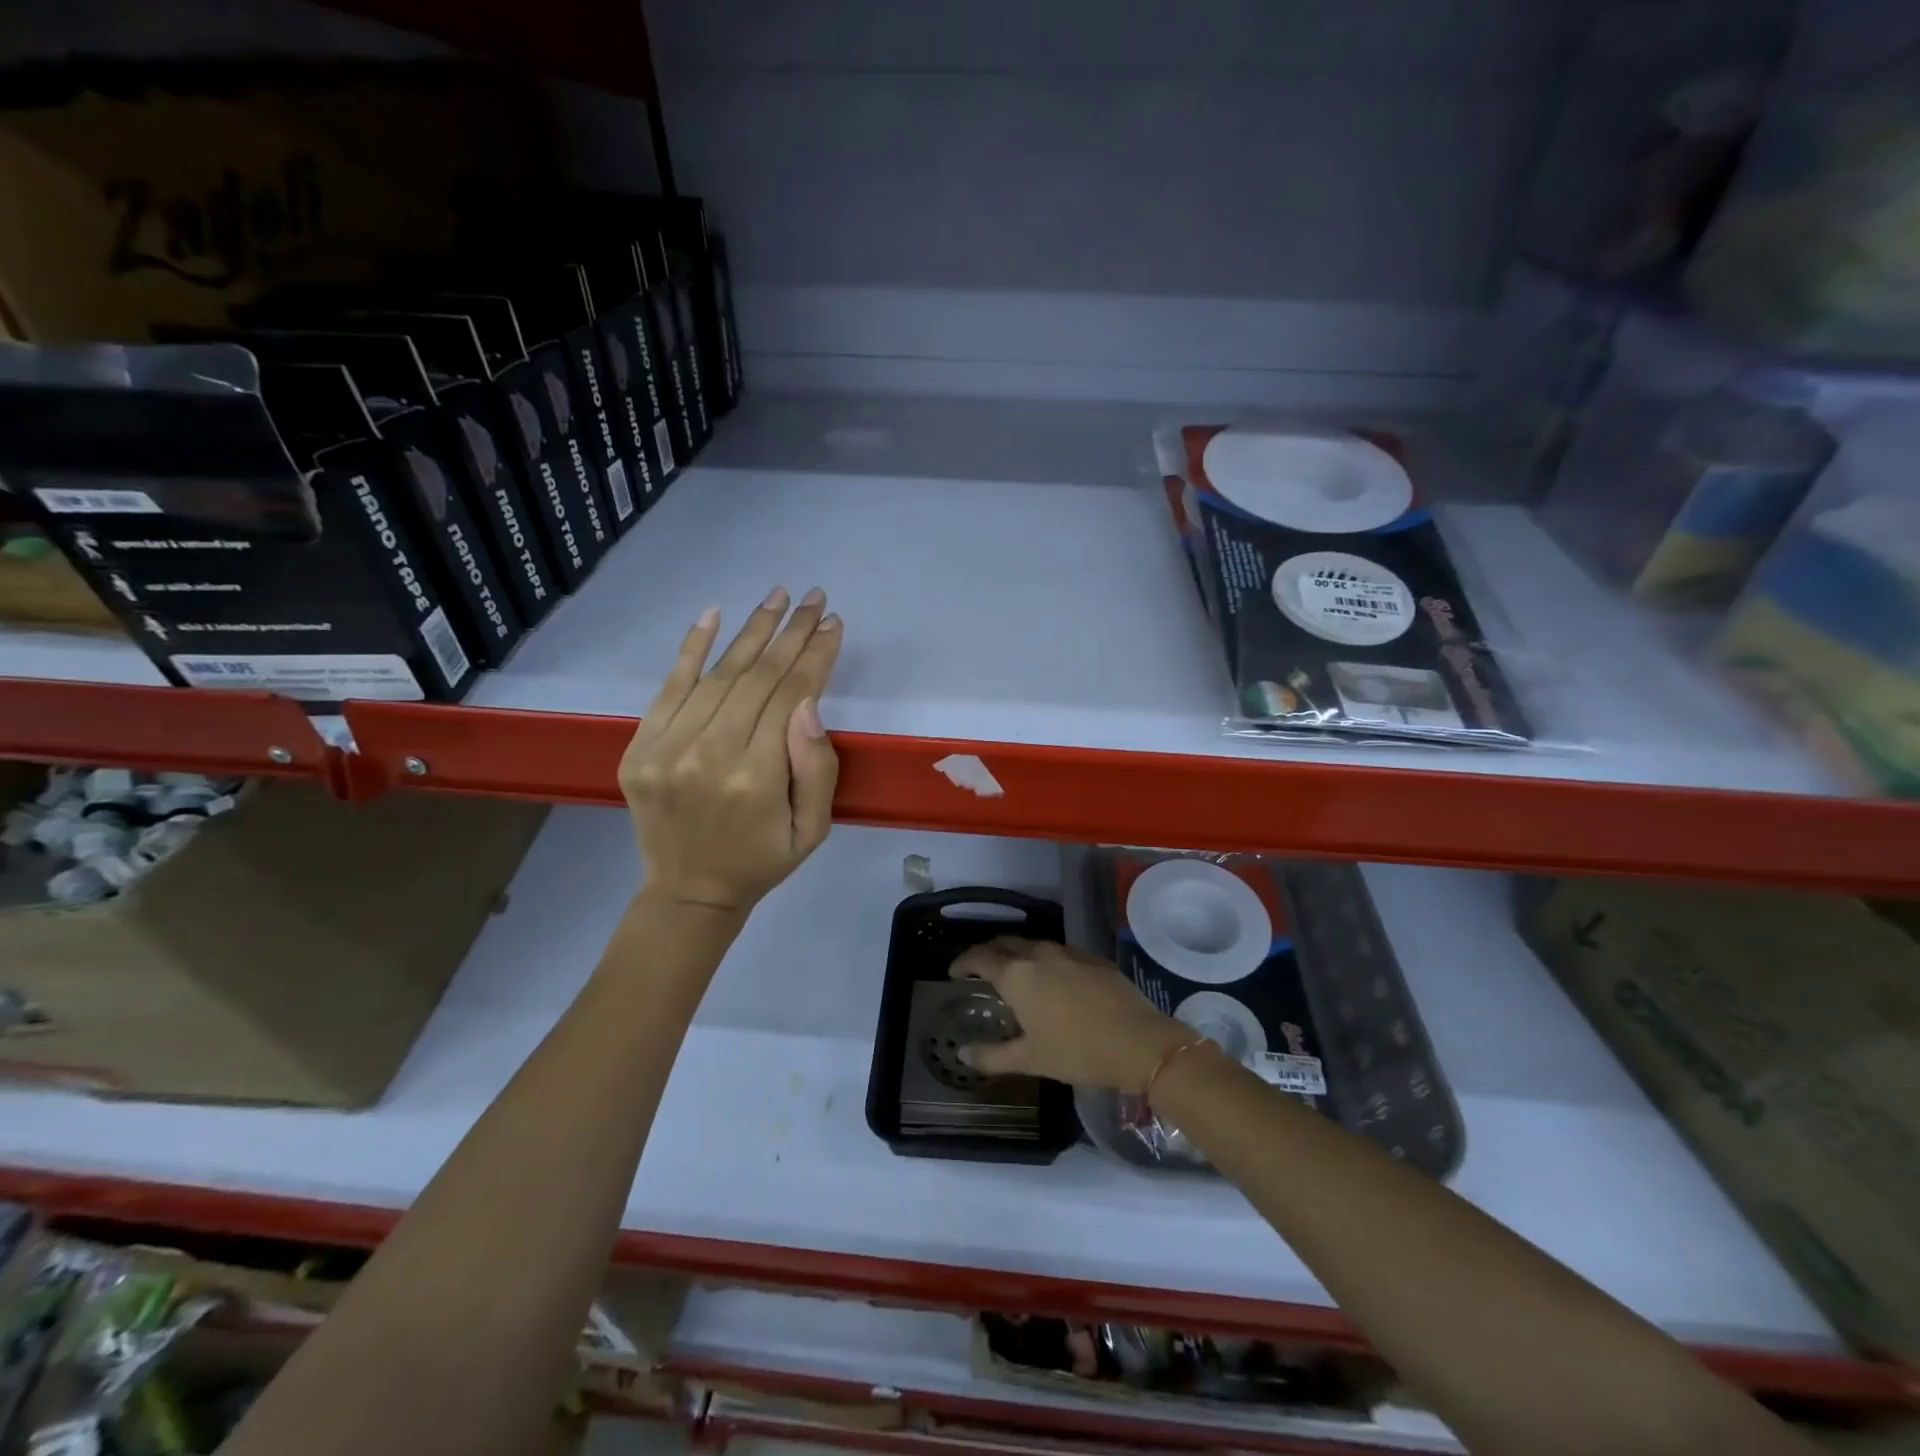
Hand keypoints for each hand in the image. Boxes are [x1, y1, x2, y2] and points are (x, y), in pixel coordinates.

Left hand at [619, 587, 841, 915]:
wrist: (689, 890)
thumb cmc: (762, 859)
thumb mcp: (813, 829)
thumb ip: (817, 768)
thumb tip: (808, 703)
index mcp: (755, 778)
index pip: (790, 696)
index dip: (815, 656)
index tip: (833, 623)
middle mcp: (708, 754)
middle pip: (756, 677)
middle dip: (791, 633)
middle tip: (813, 598)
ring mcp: (666, 748)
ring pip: (718, 674)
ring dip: (751, 630)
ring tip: (778, 597)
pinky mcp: (639, 747)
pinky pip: (669, 687)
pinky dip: (691, 647)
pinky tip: (714, 614)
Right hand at [949, 938, 1193, 1092]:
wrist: (1139, 1042)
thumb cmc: (1077, 1051)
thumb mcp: (1029, 1059)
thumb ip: (992, 1056)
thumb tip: (962, 1053)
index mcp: (1016, 975)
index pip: (979, 957)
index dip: (963, 963)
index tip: (954, 973)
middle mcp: (1038, 954)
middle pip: (1004, 943)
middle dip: (988, 953)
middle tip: (980, 970)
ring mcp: (1068, 952)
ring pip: (1033, 944)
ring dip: (1017, 954)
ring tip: (1015, 974)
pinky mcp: (1092, 957)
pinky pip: (1058, 951)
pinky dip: (1044, 959)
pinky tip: (1052, 979)